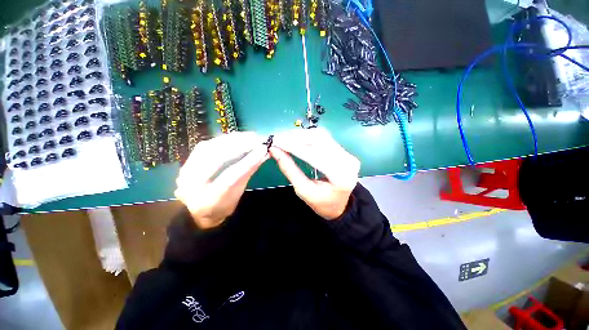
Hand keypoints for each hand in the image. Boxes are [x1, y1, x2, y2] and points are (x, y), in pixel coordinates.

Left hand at [175, 132, 268, 228]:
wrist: (197, 213)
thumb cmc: (223, 206)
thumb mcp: (238, 194)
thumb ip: (249, 172)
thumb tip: (263, 154)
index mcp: (210, 200)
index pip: (231, 176)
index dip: (248, 161)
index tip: (263, 149)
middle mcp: (192, 186)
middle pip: (217, 159)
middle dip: (239, 145)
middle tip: (256, 138)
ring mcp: (185, 173)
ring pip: (209, 148)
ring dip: (231, 139)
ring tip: (248, 135)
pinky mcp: (185, 163)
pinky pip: (204, 146)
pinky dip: (221, 140)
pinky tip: (234, 137)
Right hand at [270, 129, 359, 219]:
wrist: (339, 205)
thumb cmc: (321, 202)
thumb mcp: (303, 190)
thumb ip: (289, 169)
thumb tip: (275, 151)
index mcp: (340, 176)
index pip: (314, 155)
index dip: (294, 147)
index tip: (276, 142)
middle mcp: (347, 161)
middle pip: (319, 140)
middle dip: (296, 138)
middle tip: (278, 138)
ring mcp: (348, 154)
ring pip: (321, 136)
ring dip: (301, 135)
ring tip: (285, 138)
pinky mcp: (344, 151)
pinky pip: (324, 138)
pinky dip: (308, 137)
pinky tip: (297, 139)